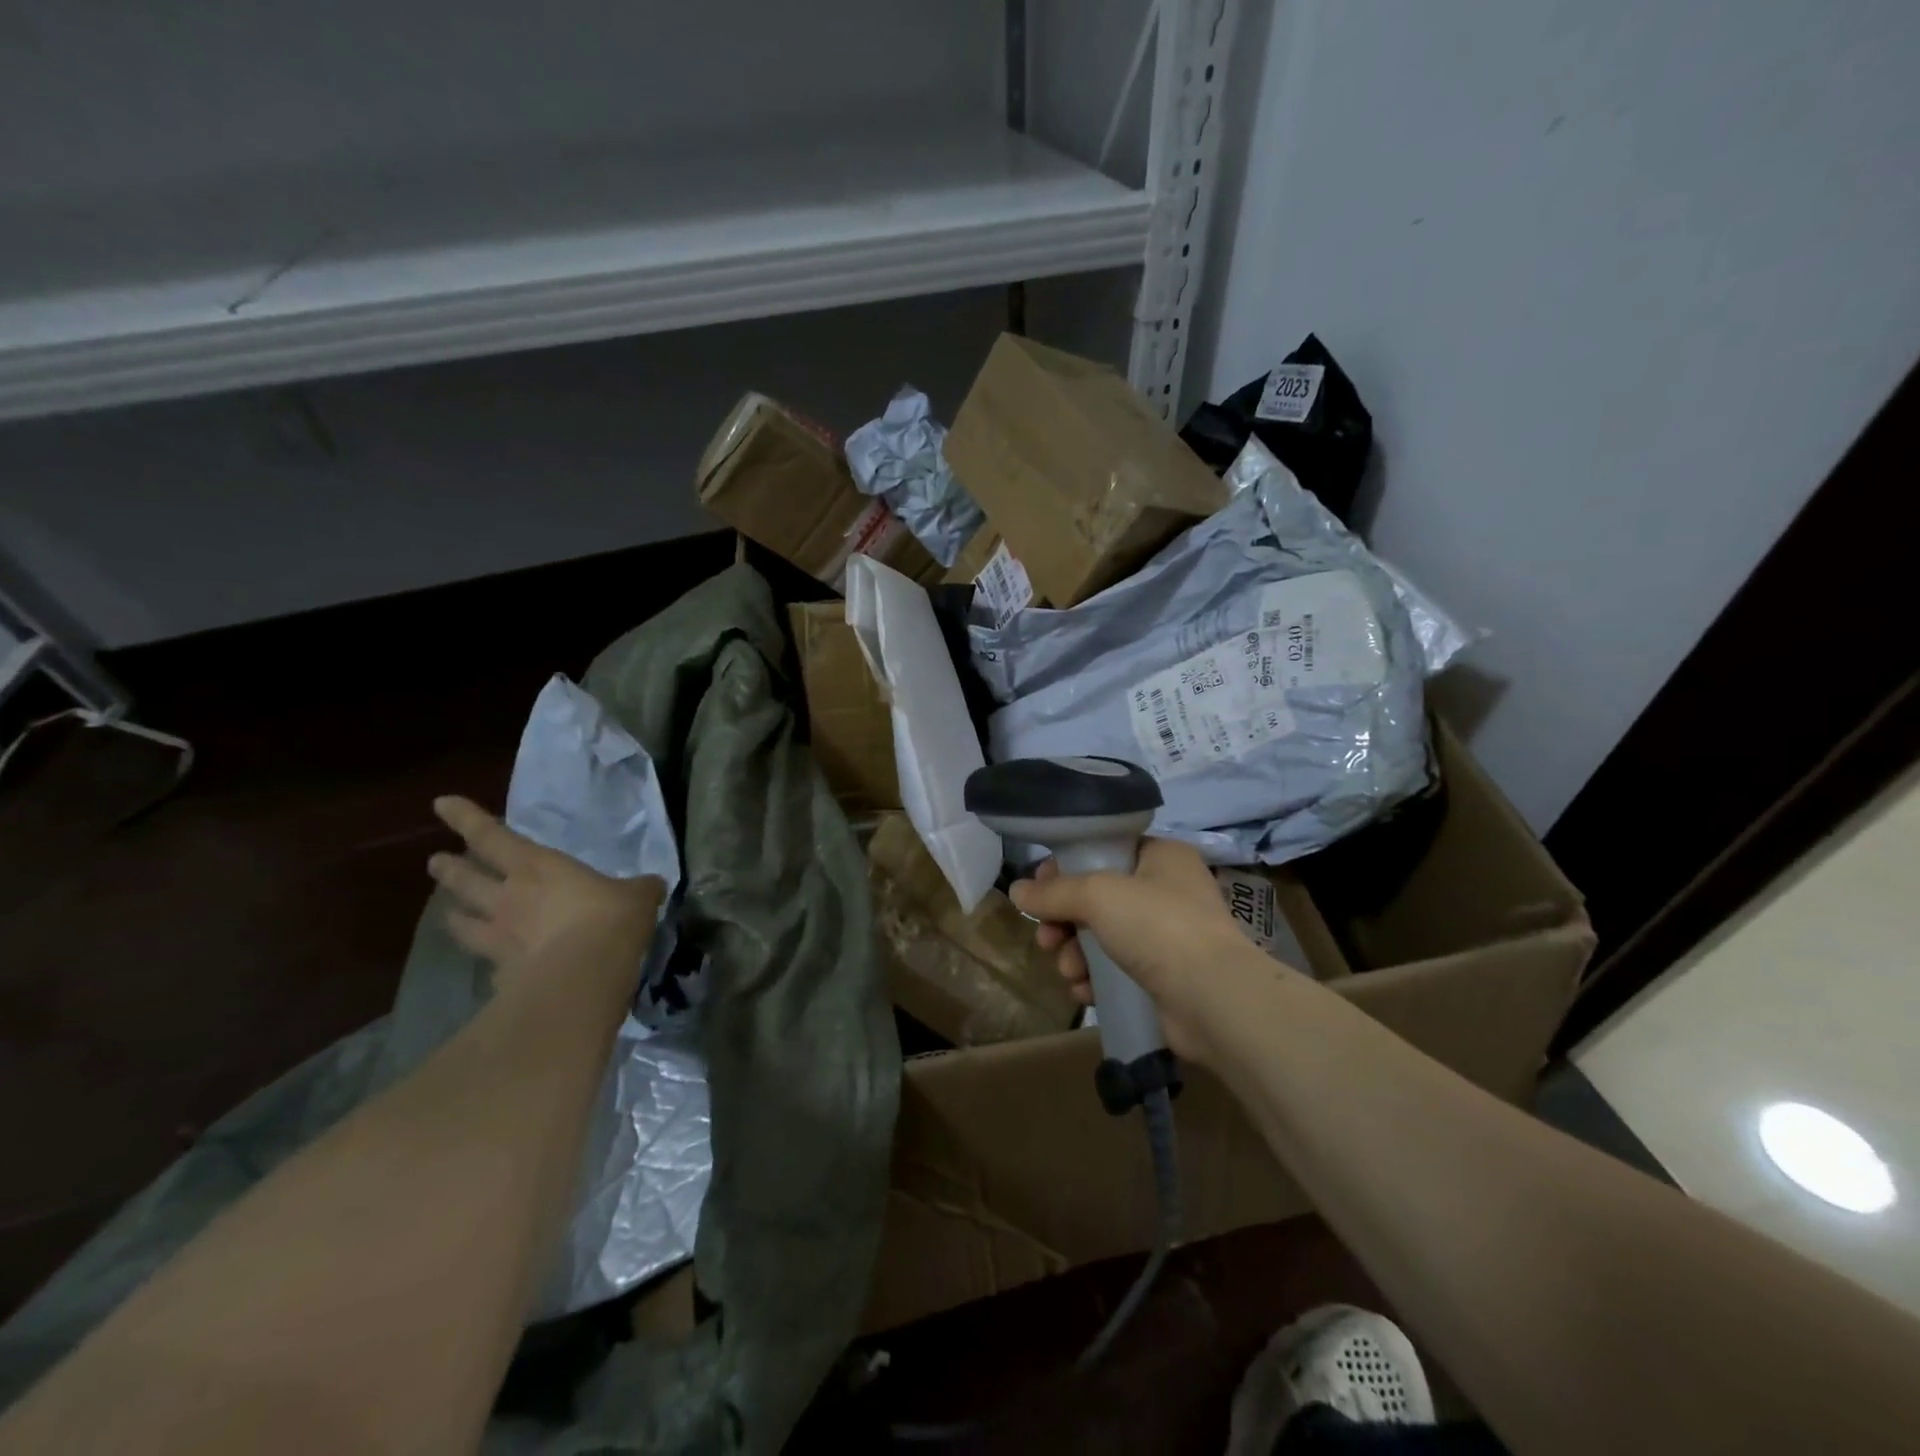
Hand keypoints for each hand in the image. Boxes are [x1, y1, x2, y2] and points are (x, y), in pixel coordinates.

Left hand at [426, 797, 662, 994]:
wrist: (584, 976)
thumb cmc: (610, 918)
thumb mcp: (637, 896)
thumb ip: (639, 889)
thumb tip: (652, 886)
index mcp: (537, 868)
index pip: (491, 836)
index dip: (466, 818)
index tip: (441, 803)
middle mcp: (508, 898)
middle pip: (465, 879)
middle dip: (449, 868)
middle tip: (435, 861)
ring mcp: (499, 938)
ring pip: (463, 922)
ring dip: (454, 916)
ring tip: (448, 914)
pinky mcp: (501, 975)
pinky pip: (488, 964)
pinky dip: (488, 963)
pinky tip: (493, 968)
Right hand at [1009, 837, 1259, 1063]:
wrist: (1213, 999)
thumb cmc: (1158, 926)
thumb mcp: (1098, 895)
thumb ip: (1053, 892)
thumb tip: (1016, 891)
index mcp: (1161, 856)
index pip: (1103, 850)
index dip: (1066, 868)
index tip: (1038, 889)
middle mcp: (1166, 891)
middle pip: (1096, 897)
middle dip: (1064, 920)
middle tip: (1047, 938)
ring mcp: (1167, 936)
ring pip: (1101, 936)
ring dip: (1075, 953)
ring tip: (1069, 970)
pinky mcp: (1163, 976)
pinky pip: (1115, 969)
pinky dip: (1095, 978)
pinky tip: (1083, 990)